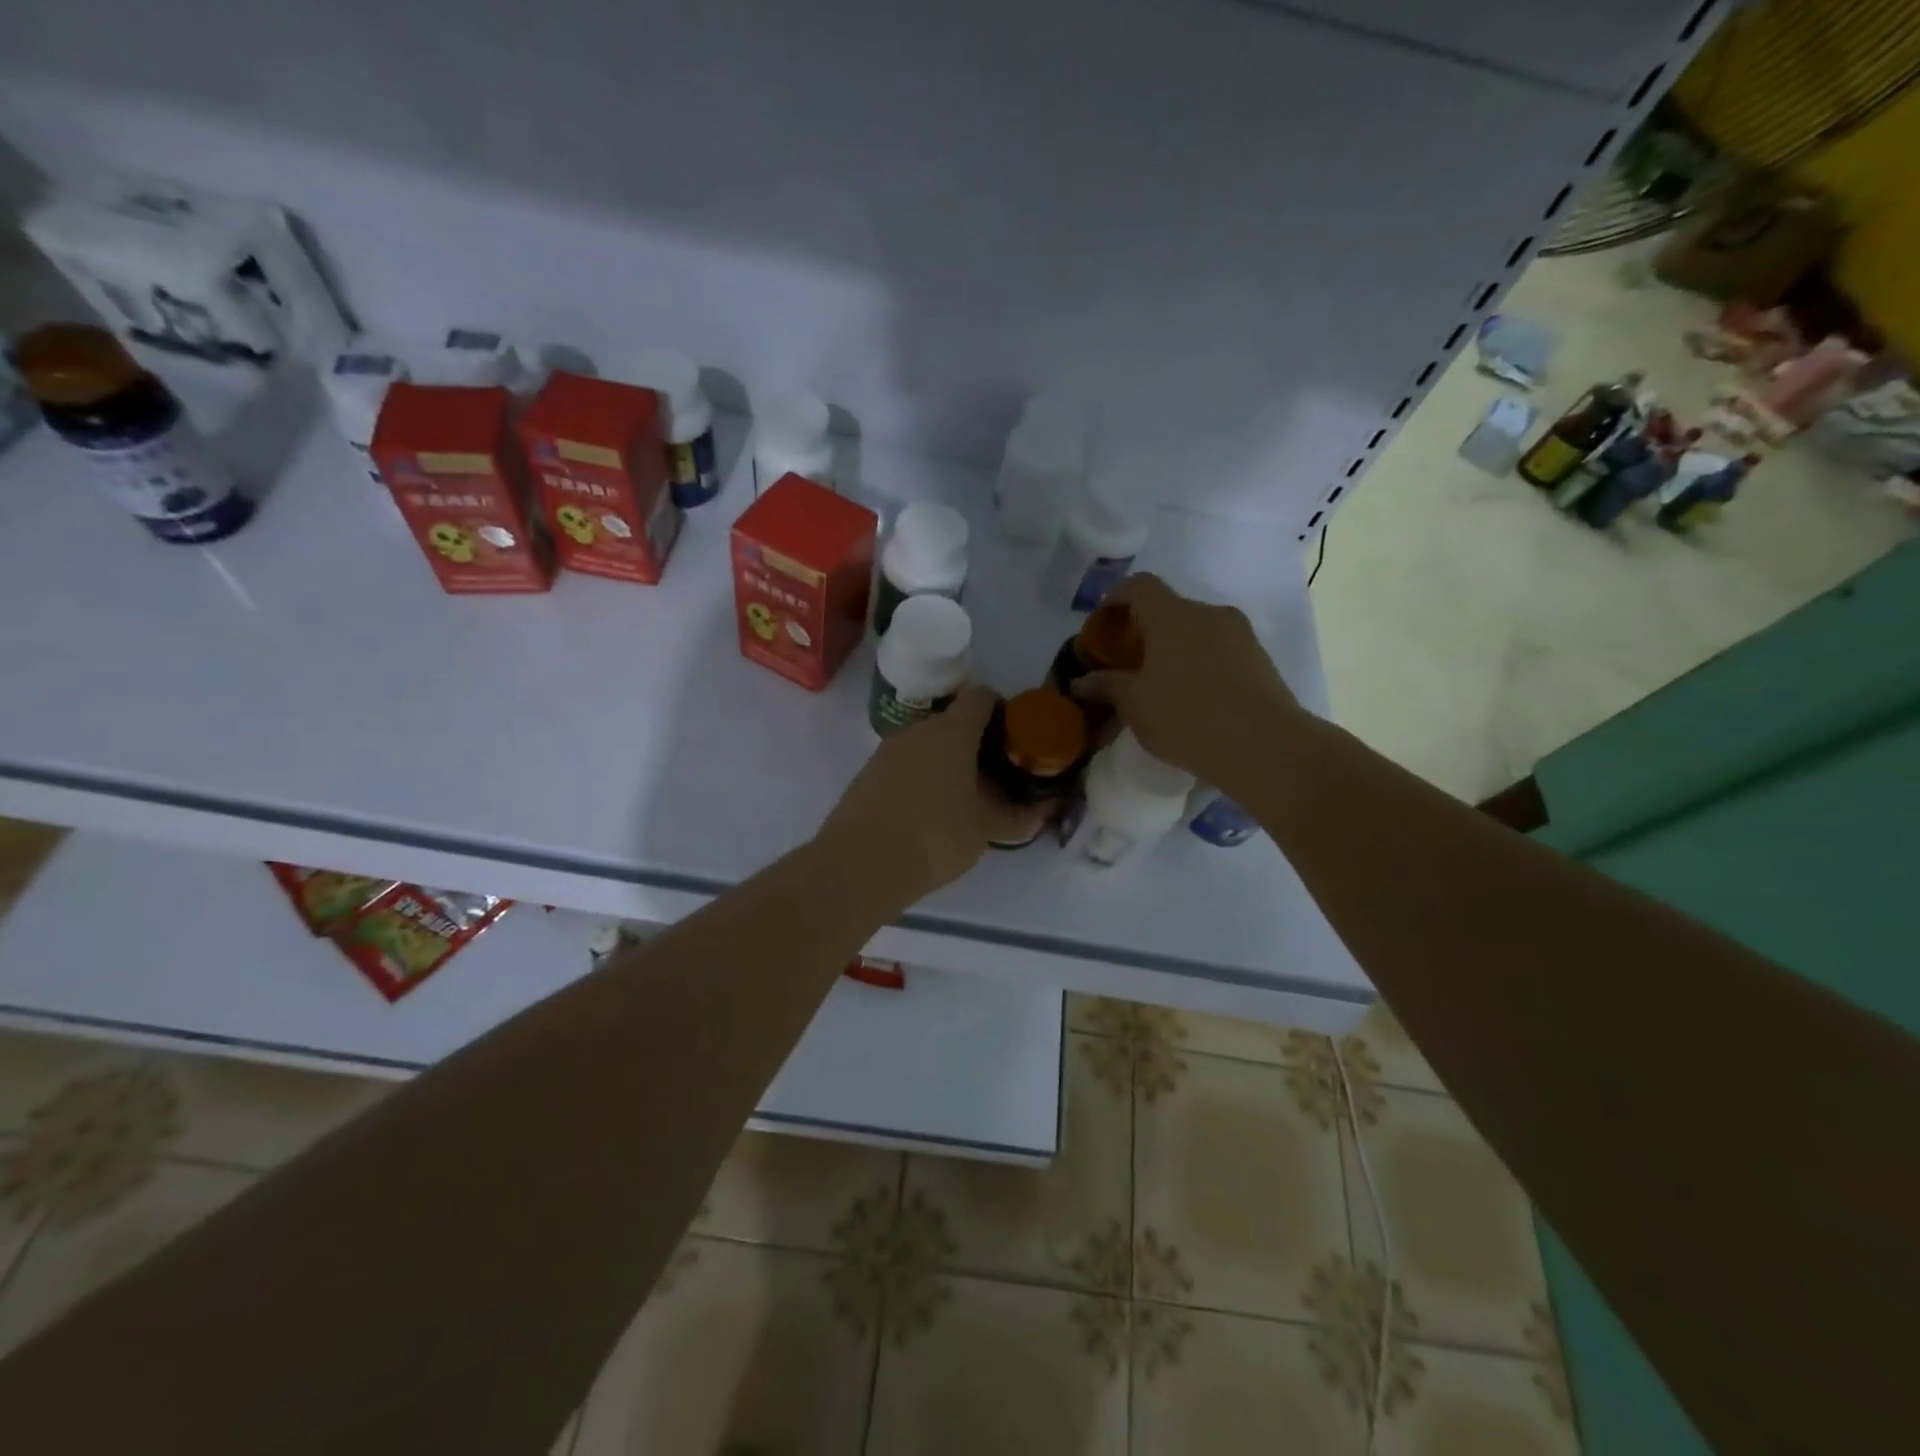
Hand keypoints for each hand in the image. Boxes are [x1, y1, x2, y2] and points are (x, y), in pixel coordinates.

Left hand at [814, 685, 1012, 911]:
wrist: (860, 865)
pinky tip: (930, 810)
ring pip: (928, 744)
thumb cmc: (934, 837)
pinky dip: (923, 776)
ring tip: (965, 796)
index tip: (1015, 739)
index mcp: (951, 731)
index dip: (1003, 711)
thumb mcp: (985, 830)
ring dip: (948, 761)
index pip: (982, 697)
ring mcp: (888, 750)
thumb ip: (1018, 817)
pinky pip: (906, 764)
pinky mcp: (869, 773)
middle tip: (996, 774)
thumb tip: (1044, 811)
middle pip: (954, 721)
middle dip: (977, 742)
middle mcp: (917, 730)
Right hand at [1073, 573, 1302, 786]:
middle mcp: (1209, 614)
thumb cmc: (1185, 715)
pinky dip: (1200, 665)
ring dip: (1176, 649)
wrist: (1264, 745)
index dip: (1116, 596)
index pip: (1139, 586)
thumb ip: (1106, 686)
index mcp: (1172, 615)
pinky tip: (1194, 701)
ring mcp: (1241, 636)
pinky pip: (1220, 652)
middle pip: (1170, 609)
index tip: (1103, 620)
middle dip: (1146, 630)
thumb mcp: (1134, 704)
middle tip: (1129, 662)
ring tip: (1161, 686)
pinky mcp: (1261, 661)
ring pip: (1197, 632)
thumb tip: (1080, 681)